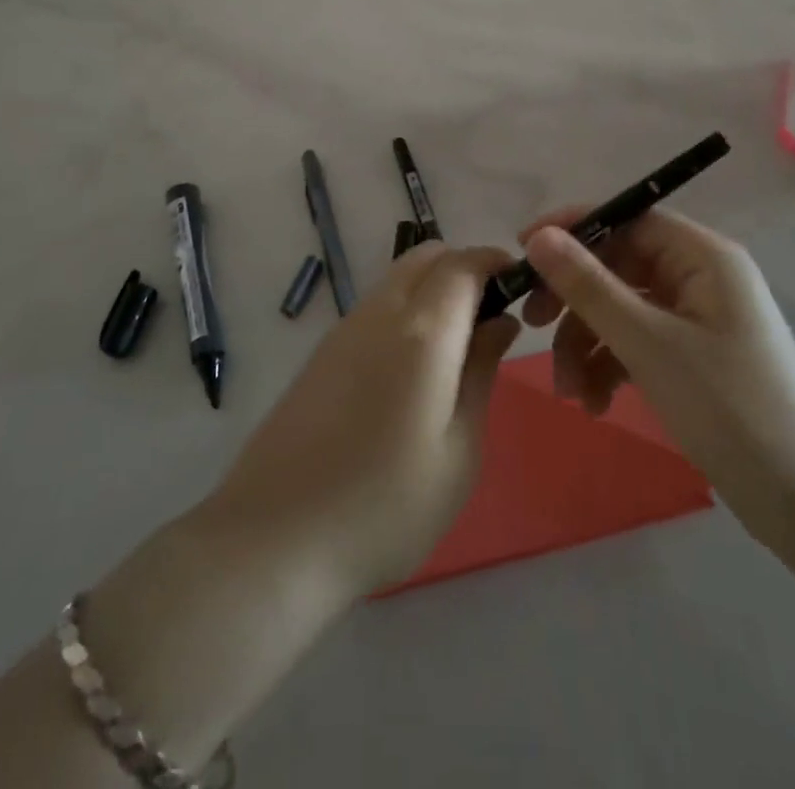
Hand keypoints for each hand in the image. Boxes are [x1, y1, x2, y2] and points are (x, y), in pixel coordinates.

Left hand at [207, 243, 521, 597]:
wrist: (274, 538)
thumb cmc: (385, 506)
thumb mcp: (458, 451)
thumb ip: (481, 372)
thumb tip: (501, 321)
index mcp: (422, 331)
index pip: (463, 263)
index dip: (496, 262)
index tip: (521, 286)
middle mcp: (380, 312)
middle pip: (426, 256)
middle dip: (464, 269)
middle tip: (490, 318)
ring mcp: (344, 328)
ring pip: (398, 277)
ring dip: (433, 288)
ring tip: (456, 349)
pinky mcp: (322, 351)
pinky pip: (376, 305)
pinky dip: (406, 309)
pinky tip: (411, 369)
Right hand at [519, 207, 794, 542]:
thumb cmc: (728, 408)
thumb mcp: (648, 343)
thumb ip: (589, 286)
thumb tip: (538, 237)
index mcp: (703, 256)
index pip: (627, 218)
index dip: (573, 230)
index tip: (522, 252)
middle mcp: (701, 276)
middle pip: (619, 266)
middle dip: (575, 300)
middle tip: (532, 324)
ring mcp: (698, 318)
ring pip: (622, 308)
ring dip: (588, 343)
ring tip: (571, 392)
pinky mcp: (694, 355)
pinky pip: (638, 341)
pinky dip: (611, 365)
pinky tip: (596, 403)